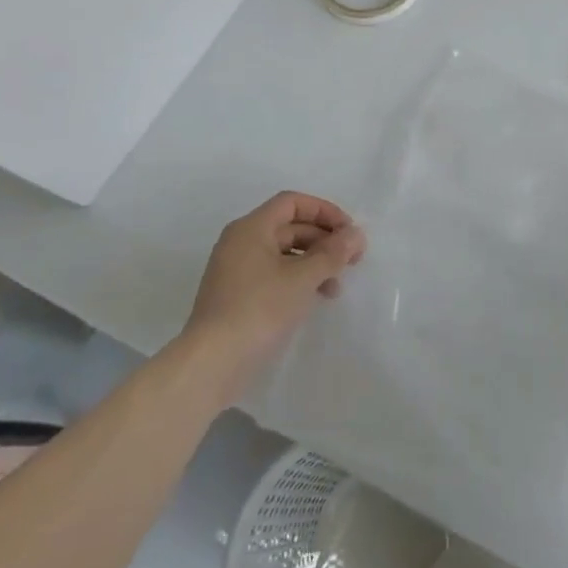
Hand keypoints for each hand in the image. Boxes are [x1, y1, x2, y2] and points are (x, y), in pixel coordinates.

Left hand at [185, 192, 365, 396]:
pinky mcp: (237, 297)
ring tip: (336, 287)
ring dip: (314, 263)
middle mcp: (241, 242)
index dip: (324, 211)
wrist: (211, 364)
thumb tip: (356, 234)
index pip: (292, 203)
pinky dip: (298, 280)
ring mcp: (236, 271)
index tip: (349, 232)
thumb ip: (332, 253)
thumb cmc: (259, 309)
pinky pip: (274, 275)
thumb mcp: (302, 278)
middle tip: (352, 260)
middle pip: (290, 227)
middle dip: (324, 240)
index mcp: (251, 228)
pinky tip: (314, 299)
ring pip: (284, 254)